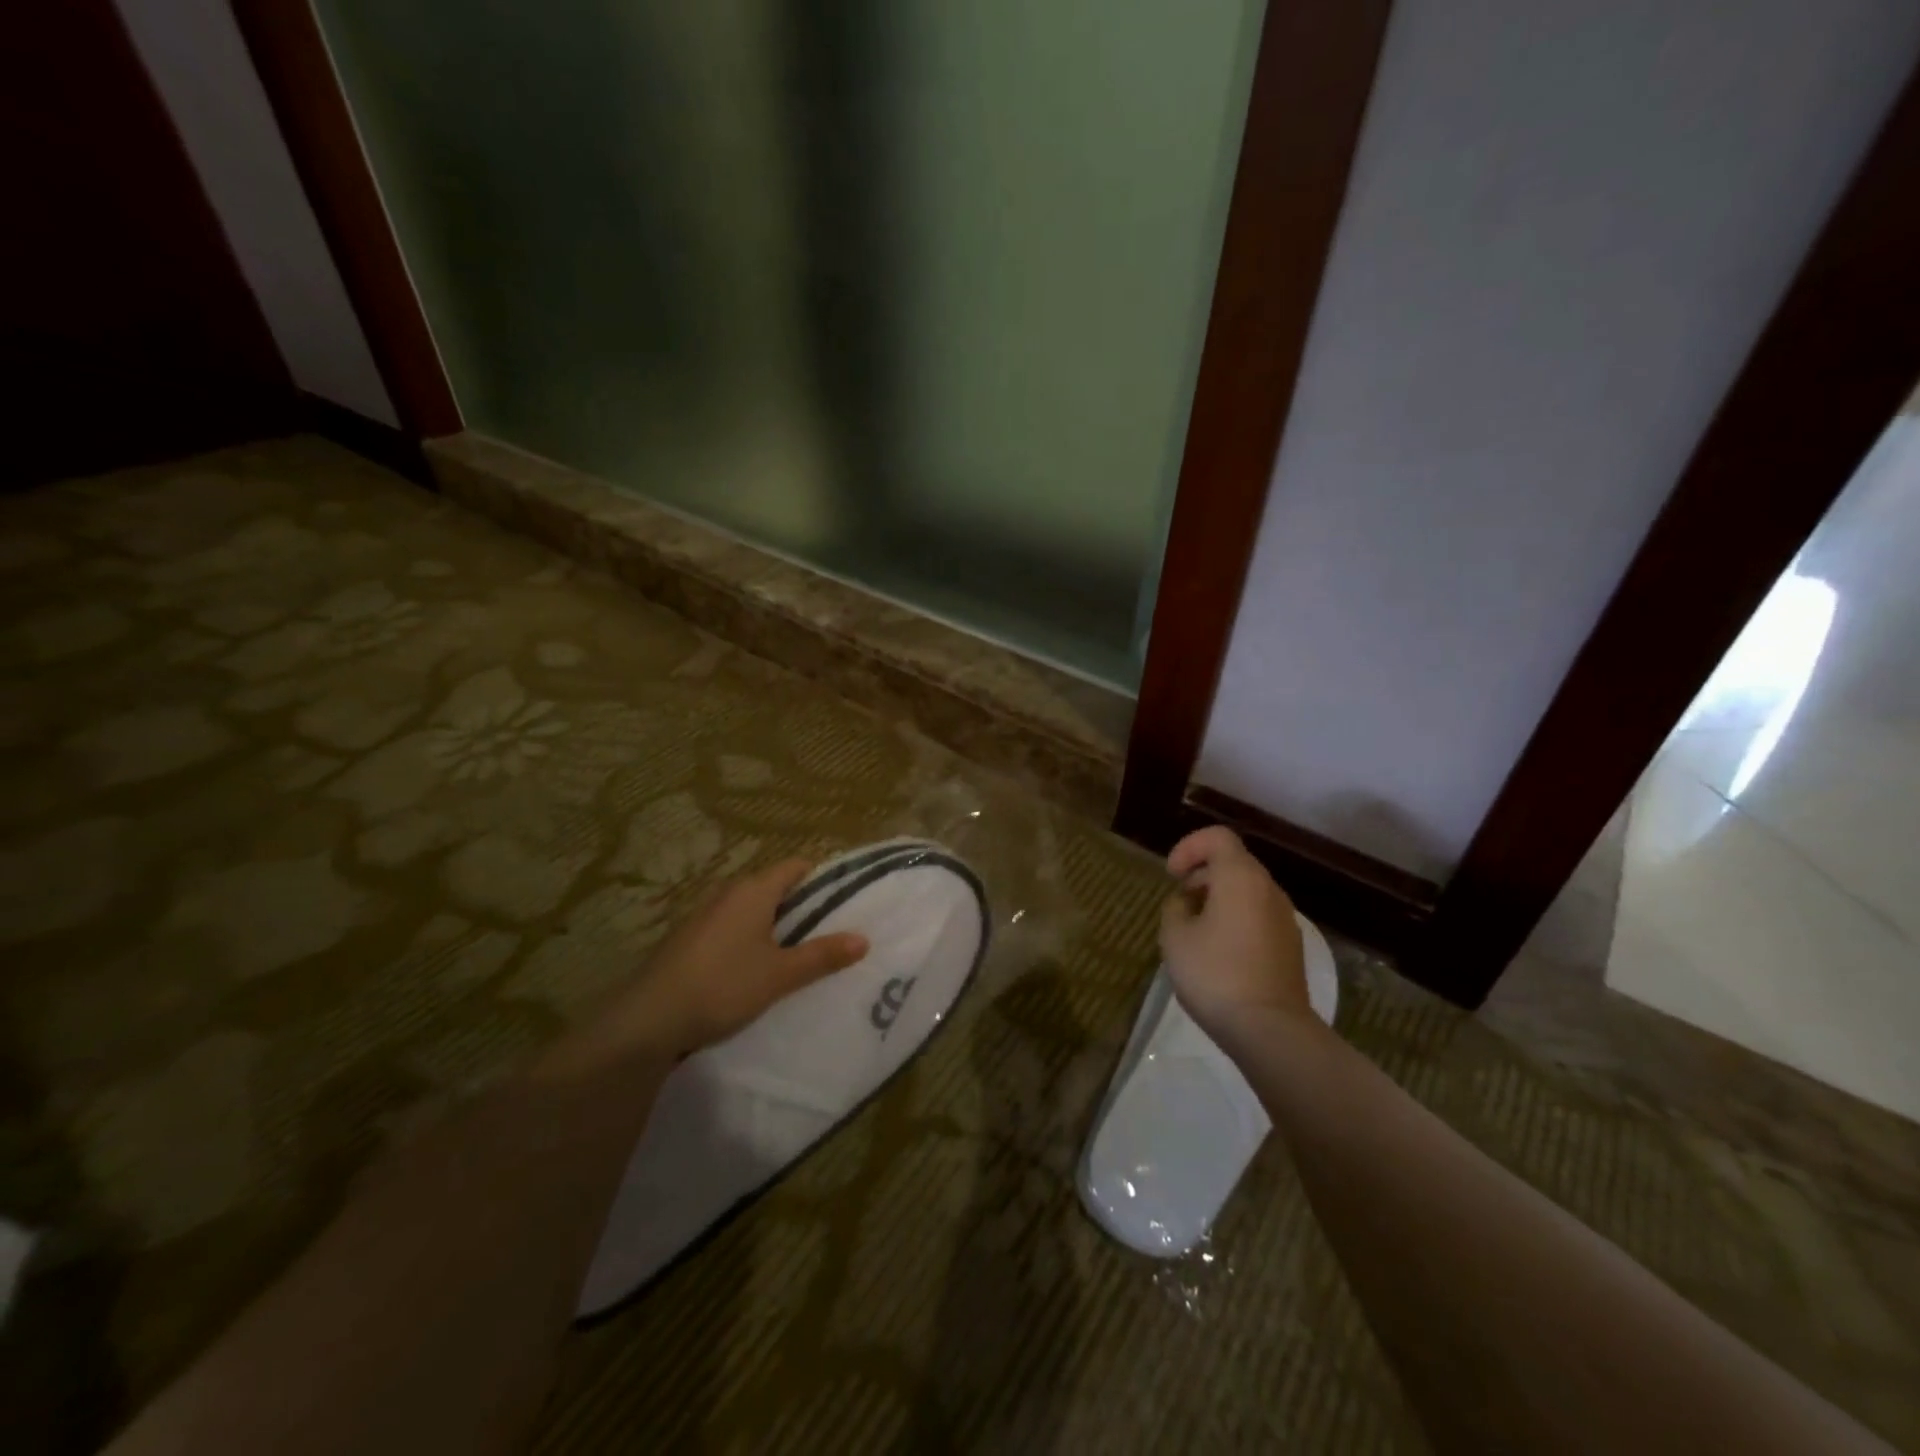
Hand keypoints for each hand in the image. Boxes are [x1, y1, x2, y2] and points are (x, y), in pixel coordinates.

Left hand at [556, 860, 868, 1069]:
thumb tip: (863, 939)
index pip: (796, 866)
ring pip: (752, 909)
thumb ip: (822, 955)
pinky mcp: (690, 938)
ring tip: (799, 954)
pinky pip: (732, 927)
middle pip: (775, 887)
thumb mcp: (779, 974)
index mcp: (754, 890)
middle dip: (802, 906)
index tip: (844, 902)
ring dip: (775, 926)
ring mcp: (705, 914)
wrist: (647, 1018)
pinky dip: (750, 939)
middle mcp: (729, 893)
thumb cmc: (722, 985)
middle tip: (829, 933)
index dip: (822, 879)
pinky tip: (756, 970)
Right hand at [1159, 827, 1311, 1039]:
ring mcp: (1285, 919)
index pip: (1217, 837)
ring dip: (1218, 899)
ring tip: (1194, 931)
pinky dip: (1235, 919)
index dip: (1189, 847)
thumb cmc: (1215, 974)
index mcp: (1241, 878)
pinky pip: (1258, 916)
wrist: (1271, 1029)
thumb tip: (1188, 902)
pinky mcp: (1290, 946)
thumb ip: (1176, 908)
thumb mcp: (1175, 936)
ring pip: (1247, 891)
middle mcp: (1269, 890)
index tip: (1172, 876)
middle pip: (1234, 863)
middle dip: (1201, 875)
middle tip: (1179, 903)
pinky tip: (1218, 953)